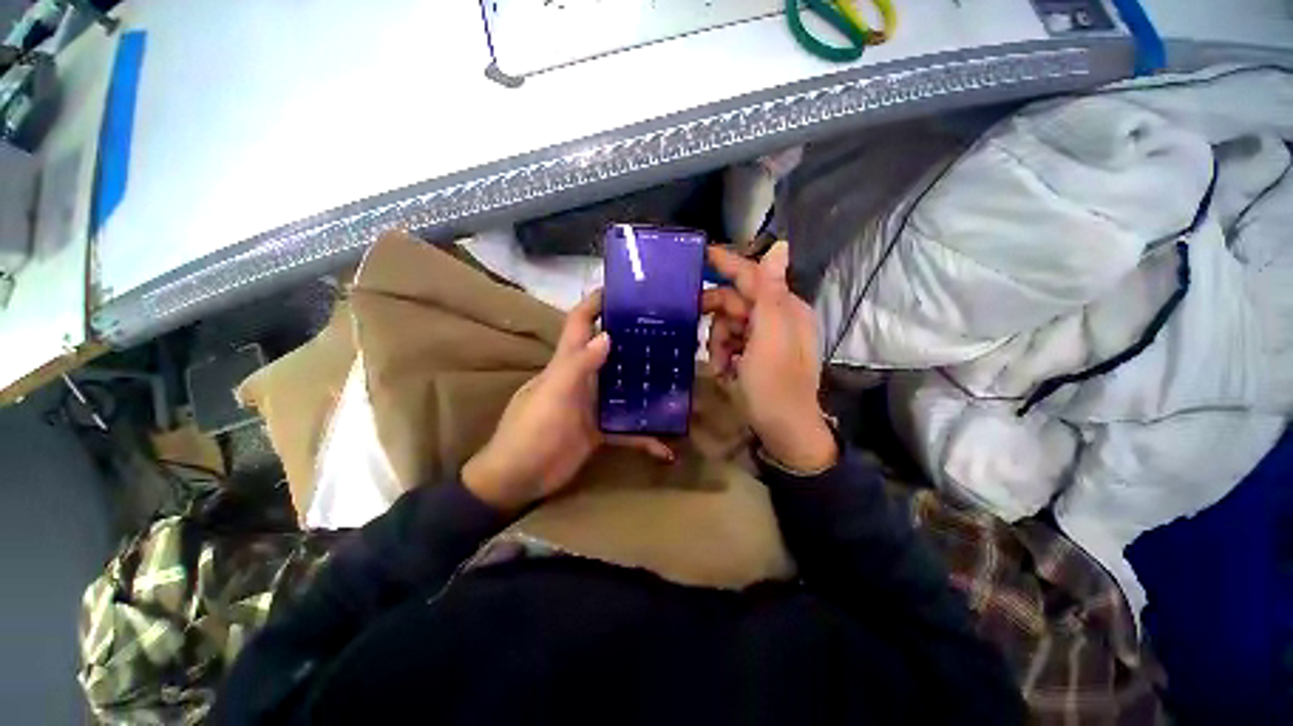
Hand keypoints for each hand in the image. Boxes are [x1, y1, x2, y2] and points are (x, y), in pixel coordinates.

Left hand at [463, 291, 673, 512]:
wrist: (518, 480)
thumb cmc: (531, 431)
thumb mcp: (554, 394)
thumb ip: (579, 365)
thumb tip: (608, 335)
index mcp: (567, 362)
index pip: (581, 322)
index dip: (597, 303)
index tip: (626, 290)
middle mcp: (583, 378)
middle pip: (611, 351)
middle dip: (635, 339)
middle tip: (668, 331)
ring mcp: (593, 404)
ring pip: (625, 387)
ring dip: (647, 385)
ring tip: (678, 378)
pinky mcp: (601, 430)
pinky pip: (628, 429)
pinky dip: (644, 437)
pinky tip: (666, 447)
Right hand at [703, 242, 836, 471]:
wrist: (783, 430)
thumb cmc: (775, 382)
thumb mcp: (770, 335)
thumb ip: (770, 291)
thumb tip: (781, 245)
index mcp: (785, 308)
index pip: (753, 276)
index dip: (727, 264)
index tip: (700, 253)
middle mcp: (777, 318)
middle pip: (736, 303)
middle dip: (718, 319)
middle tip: (696, 327)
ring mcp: (766, 339)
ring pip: (729, 325)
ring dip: (719, 342)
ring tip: (721, 366)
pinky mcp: (757, 356)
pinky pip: (732, 343)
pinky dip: (724, 355)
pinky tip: (725, 371)